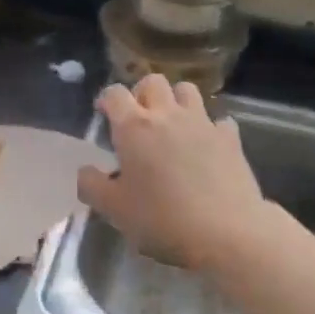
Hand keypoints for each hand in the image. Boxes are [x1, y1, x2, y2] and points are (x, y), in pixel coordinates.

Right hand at [78, 75, 266, 268]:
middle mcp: (166, 114)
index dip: (106, 100)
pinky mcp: (229, 137)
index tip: (104, 115)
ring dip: (176, 100)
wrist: (226, 232)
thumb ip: (92, 186)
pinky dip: (210, 128)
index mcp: (134, 127)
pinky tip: (207, 146)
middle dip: (142, 93)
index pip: (114, 93)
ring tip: (172, 124)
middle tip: (139, 119)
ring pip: (187, 89)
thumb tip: (85, 170)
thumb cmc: (163, 219)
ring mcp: (201, 122)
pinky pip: (218, 120)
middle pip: (152, 81)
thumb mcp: (114, 210)